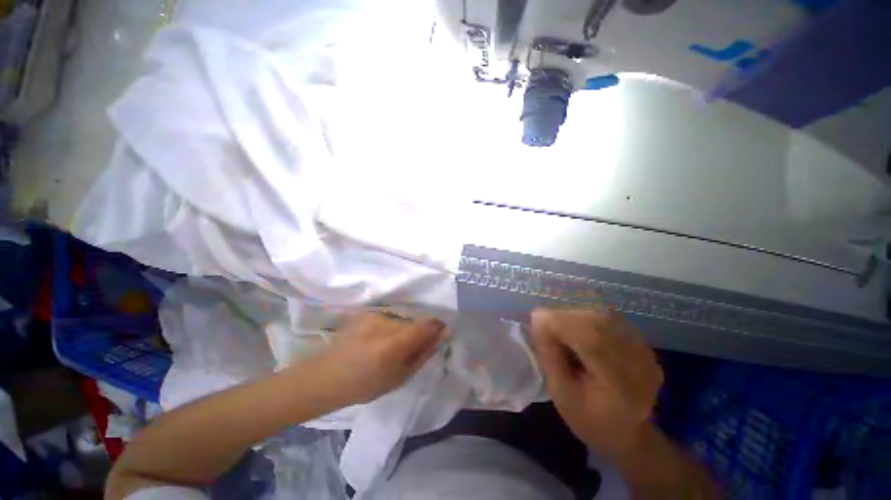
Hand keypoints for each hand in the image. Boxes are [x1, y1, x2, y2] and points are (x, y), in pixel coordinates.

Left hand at [294, 312, 446, 405]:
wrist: (326, 377)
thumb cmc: (365, 385)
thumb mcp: (400, 377)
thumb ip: (423, 354)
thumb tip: (441, 336)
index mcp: (395, 343)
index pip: (427, 324)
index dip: (436, 327)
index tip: (438, 333)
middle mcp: (386, 323)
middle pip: (414, 322)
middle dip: (417, 333)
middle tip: (407, 350)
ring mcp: (374, 315)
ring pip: (401, 320)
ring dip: (402, 330)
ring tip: (388, 347)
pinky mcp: (366, 312)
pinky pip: (388, 318)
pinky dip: (389, 328)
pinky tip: (376, 340)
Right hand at [530, 308, 662, 457]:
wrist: (627, 433)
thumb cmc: (589, 419)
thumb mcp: (561, 394)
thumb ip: (550, 357)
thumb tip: (538, 322)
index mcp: (620, 384)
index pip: (592, 340)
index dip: (560, 323)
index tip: (535, 320)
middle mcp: (639, 363)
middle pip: (597, 322)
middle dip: (564, 317)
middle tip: (545, 326)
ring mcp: (645, 351)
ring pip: (602, 315)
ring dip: (575, 317)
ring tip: (561, 330)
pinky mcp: (643, 343)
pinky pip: (609, 318)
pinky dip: (587, 319)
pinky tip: (579, 332)